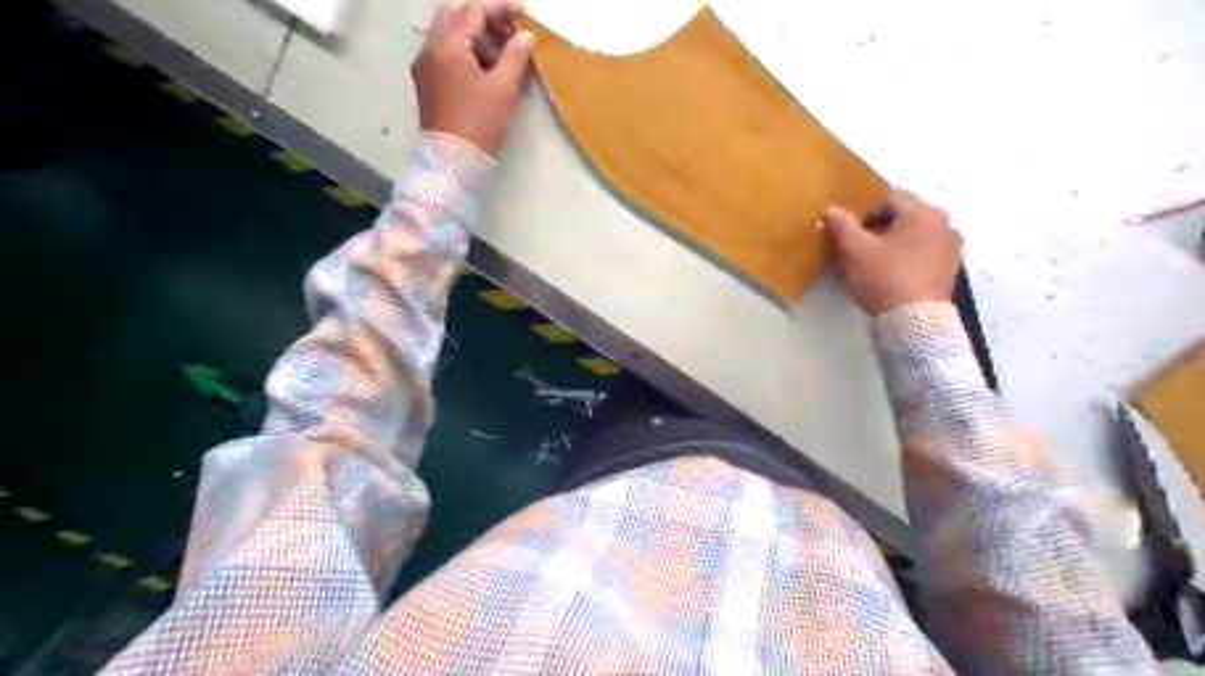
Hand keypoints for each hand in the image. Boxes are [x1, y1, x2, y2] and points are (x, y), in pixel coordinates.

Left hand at [408, 1, 530, 155]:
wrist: (453, 161)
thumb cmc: (479, 122)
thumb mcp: (503, 88)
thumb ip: (515, 56)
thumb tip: (526, 36)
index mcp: (447, 44)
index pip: (474, 10)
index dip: (501, 8)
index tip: (525, 14)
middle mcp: (430, 48)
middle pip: (458, 18)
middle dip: (487, 21)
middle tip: (512, 34)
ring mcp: (426, 66)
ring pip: (451, 36)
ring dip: (478, 38)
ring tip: (505, 55)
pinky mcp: (428, 83)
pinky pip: (447, 55)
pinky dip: (468, 54)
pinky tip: (488, 70)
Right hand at [820, 189, 961, 317]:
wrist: (914, 321)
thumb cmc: (884, 278)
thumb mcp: (854, 251)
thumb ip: (842, 226)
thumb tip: (832, 211)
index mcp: (923, 213)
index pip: (890, 198)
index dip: (866, 213)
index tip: (853, 236)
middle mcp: (944, 225)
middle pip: (905, 216)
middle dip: (880, 229)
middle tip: (861, 250)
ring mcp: (951, 249)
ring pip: (915, 236)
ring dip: (894, 244)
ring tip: (874, 265)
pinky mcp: (950, 271)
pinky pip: (924, 254)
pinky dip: (907, 259)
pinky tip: (891, 278)